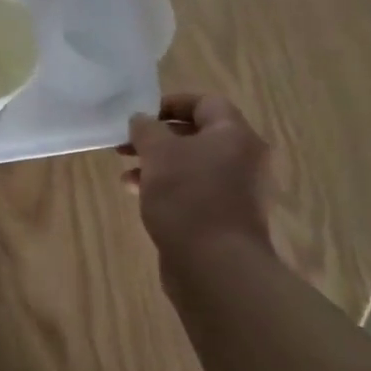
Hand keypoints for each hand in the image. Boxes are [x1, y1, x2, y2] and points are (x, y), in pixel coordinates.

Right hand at [125, 92, 274, 271]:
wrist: (217, 268)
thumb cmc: (188, 197)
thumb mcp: (158, 153)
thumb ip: (146, 129)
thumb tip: (141, 119)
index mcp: (235, 135)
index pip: (205, 103)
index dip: (170, 104)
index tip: (141, 116)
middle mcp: (243, 159)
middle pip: (198, 135)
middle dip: (158, 138)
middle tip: (126, 145)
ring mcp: (238, 192)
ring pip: (193, 166)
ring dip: (158, 165)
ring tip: (126, 175)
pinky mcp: (226, 219)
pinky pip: (195, 192)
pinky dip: (169, 189)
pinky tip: (140, 197)